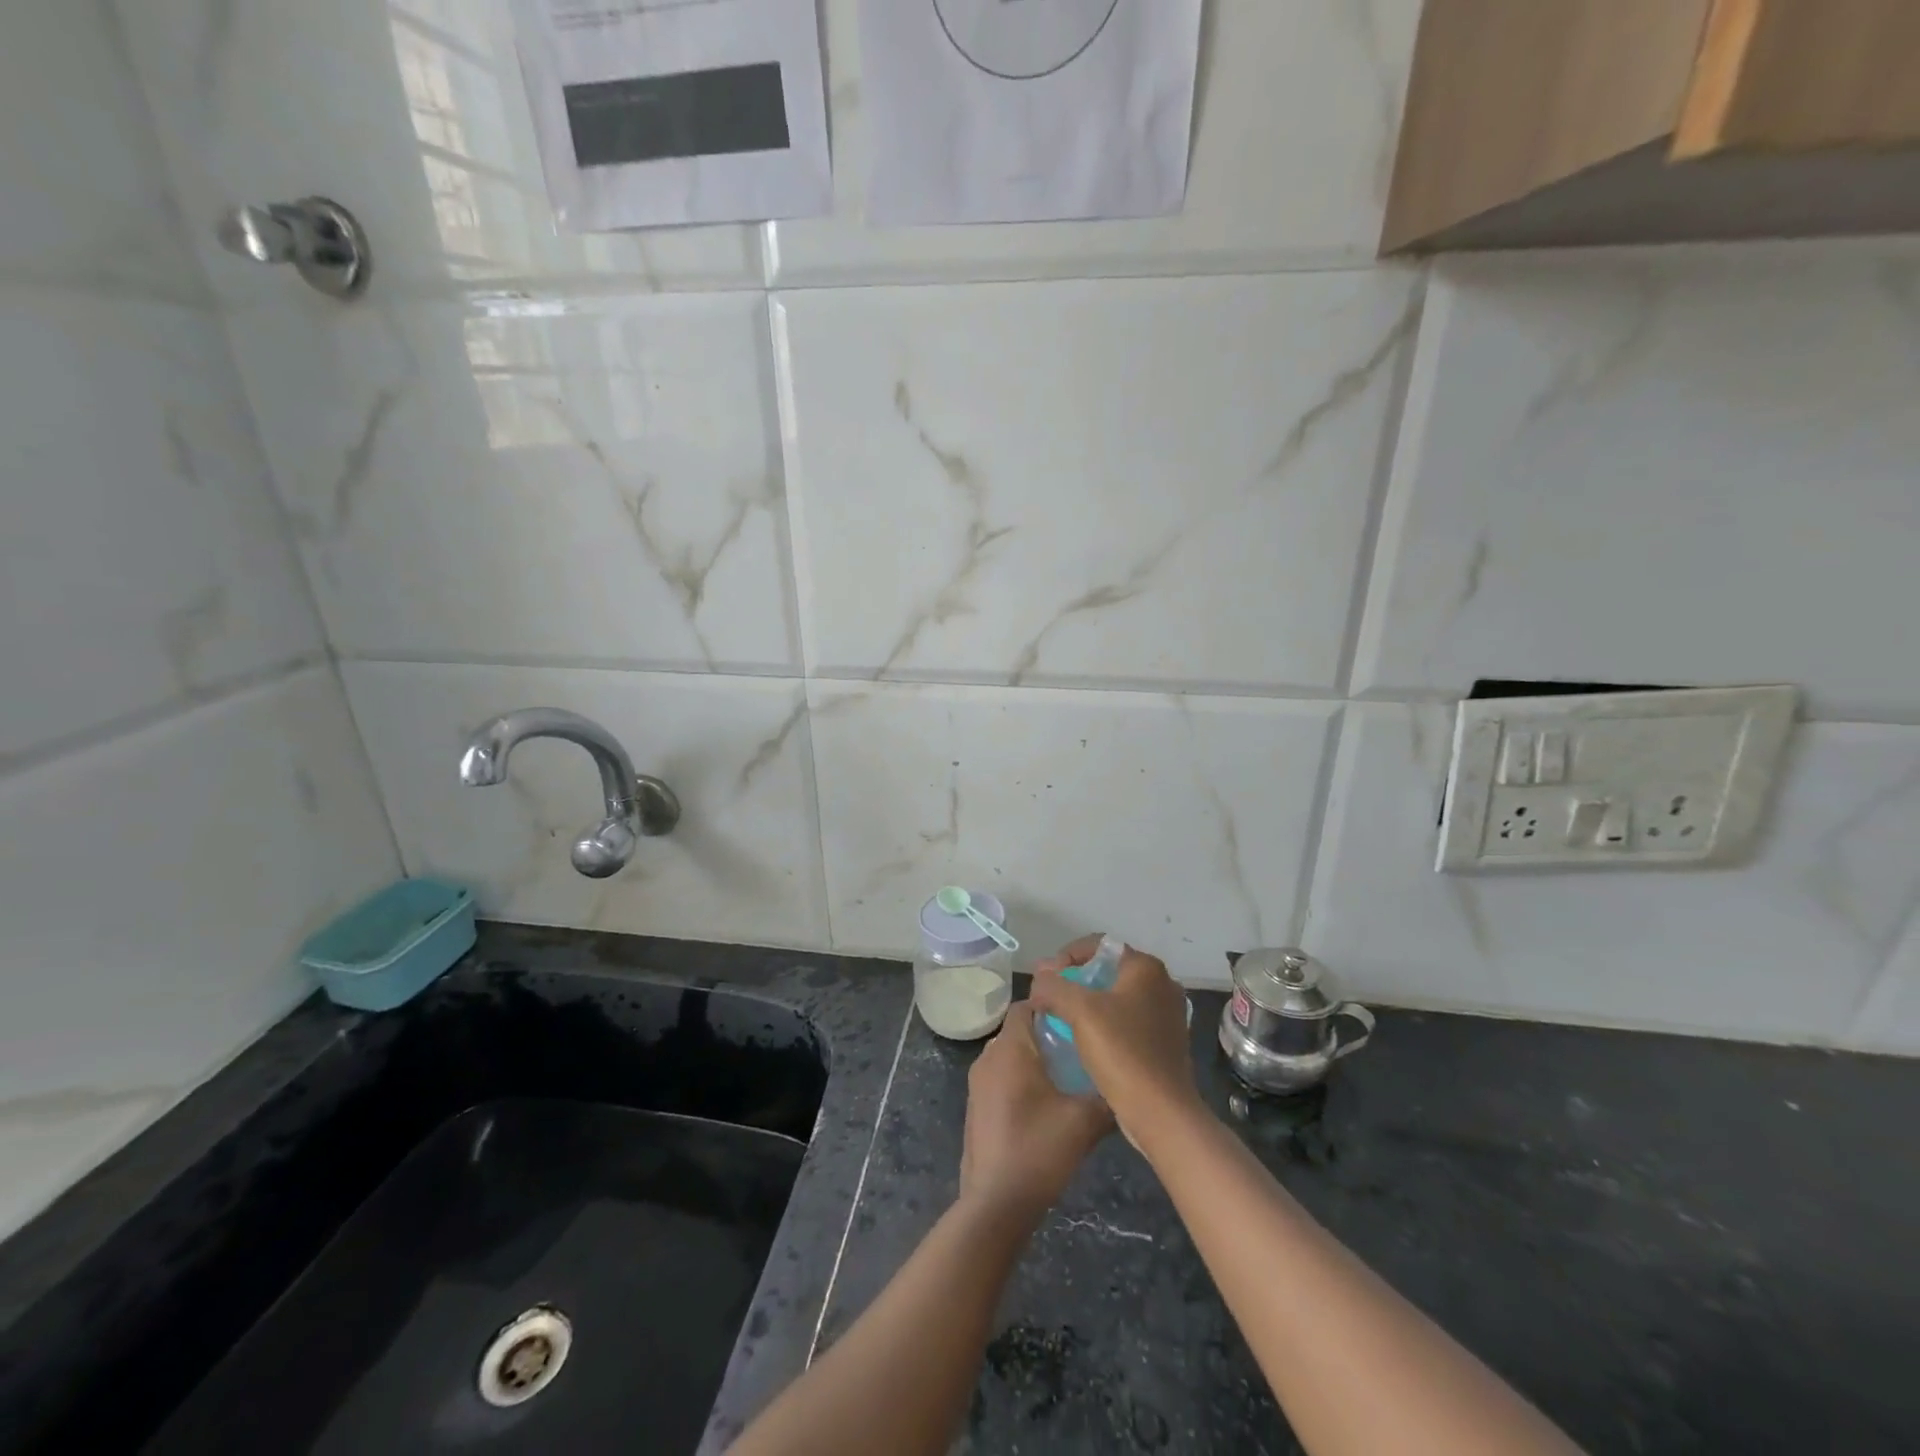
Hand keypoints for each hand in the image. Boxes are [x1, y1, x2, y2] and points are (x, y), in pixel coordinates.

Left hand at [959, 1003, 1113, 1221]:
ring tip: (1066, 1079)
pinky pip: (999, 1080)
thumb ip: (1107, 1098)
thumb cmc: (1039, 1150)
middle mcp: (988, 1058)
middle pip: (1018, 1031)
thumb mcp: (1085, 1122)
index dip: (1051, 1007)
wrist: (996, 1204)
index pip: (1025, 1006)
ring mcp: (977, 1085)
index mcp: (1010, 1049)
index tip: (1078, 1020)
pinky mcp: (975, 1109)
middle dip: (1046, 1035)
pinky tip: (1044, 1108)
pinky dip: (1019, 1082)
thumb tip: (1123, 1088)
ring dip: (1033, 1061)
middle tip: (1079, 1049)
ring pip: (1008, 1057)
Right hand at [1028, 936, 1204, 1146]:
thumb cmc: (1122, 1052)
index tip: (1045, 980)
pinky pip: (1127, 1020)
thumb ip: (1054, 986)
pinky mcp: (1166, 1041)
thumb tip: (1039, 978)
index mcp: (1146, 968)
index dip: (1065, 956)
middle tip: (1048, 998)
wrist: (1161, 1112)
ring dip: (1088, 1003)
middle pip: (1107, 969)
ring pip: (1116, 996)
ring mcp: (1167, 1014)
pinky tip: (1085, 1040)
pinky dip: (1104, 1023)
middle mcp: (1162, 984)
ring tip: (1061, 1019)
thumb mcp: (1079, 1011)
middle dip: (1074, 980)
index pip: (1098, 945)